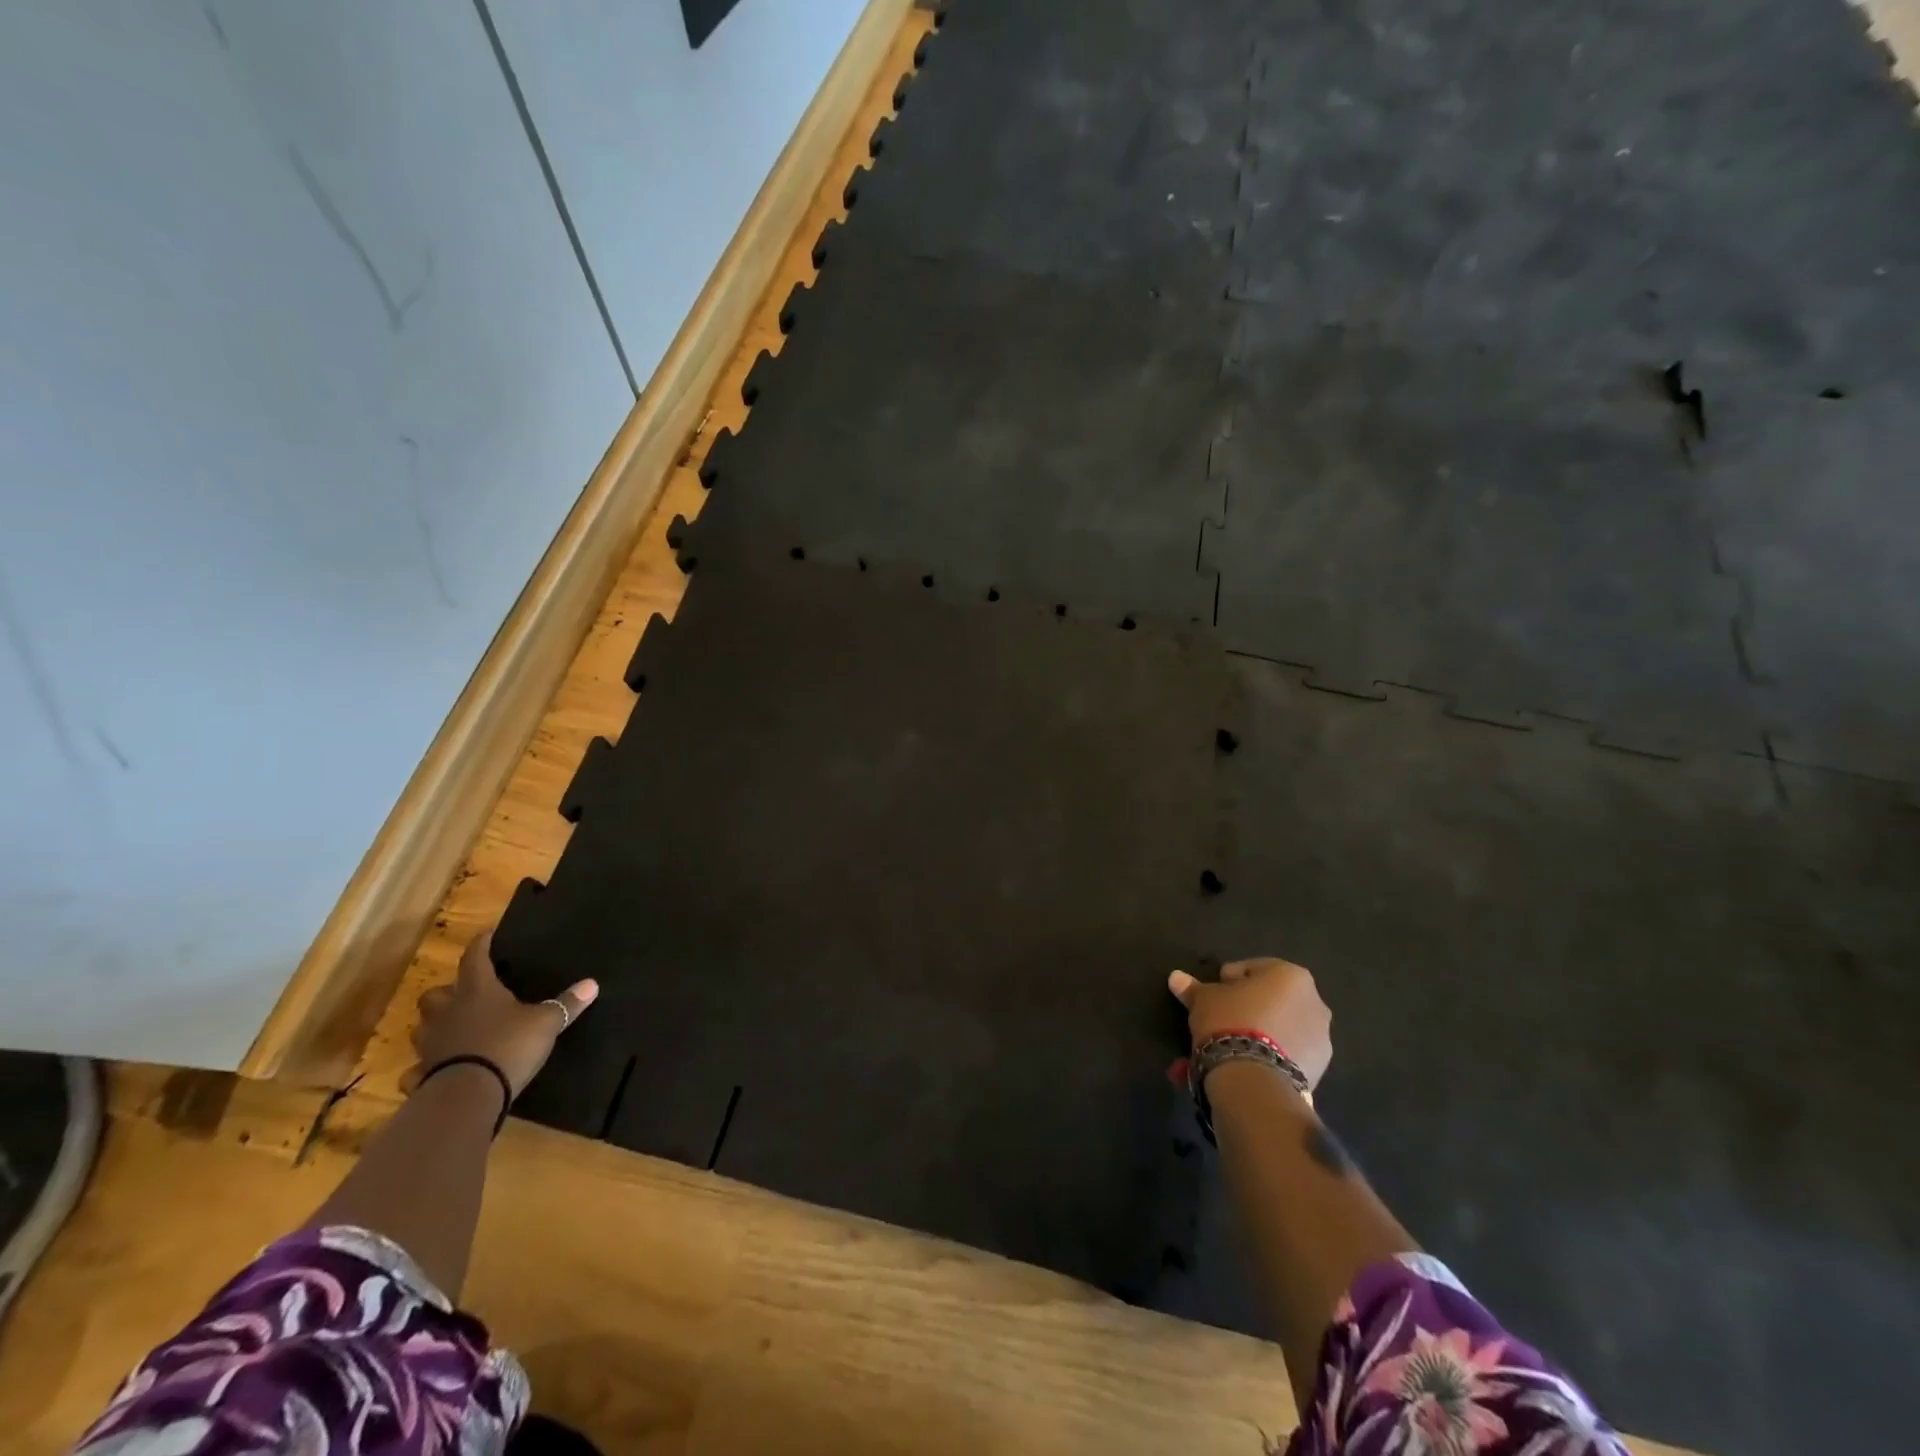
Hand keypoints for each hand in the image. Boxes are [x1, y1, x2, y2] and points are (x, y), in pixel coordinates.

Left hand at [413, 931, 598, 1096]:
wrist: (467, 1095)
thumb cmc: (508, 1046)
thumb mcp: (546, 1022)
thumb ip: (566, 1004)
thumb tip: (592, 984)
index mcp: (477, 991)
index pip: (475, 958)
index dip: (481, 944)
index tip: (486, 934)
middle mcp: (447, 1013)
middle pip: (434, 994)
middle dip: (446, 992)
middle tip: (463, 994)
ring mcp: (431, 1045)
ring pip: (423, 1028)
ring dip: (435, 1026)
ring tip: (454, 1029)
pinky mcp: (423, 1074)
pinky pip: (417, 1068)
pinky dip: (425, 1068)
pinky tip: (437, 1070)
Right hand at [1168, 957, 1331, 1090]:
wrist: (1256, 1079)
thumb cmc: (1230, 1021)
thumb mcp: (1203, 1000)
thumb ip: (1193, 988)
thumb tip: (1176, 977)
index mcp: (1290, 976)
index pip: (1252, 969)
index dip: (1228, 980)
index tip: (1212, 994)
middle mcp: (1313, 1002)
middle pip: (1271, 999)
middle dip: (1247, 1008)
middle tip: (1221, 1019)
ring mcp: (1321, 1038)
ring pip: (1281, 1029)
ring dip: (1259, 1033)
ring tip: (1231, 1047)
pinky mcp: (1320, 1069)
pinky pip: (1288, 1054)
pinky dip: (1269, 1056)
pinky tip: (1245, 1065)